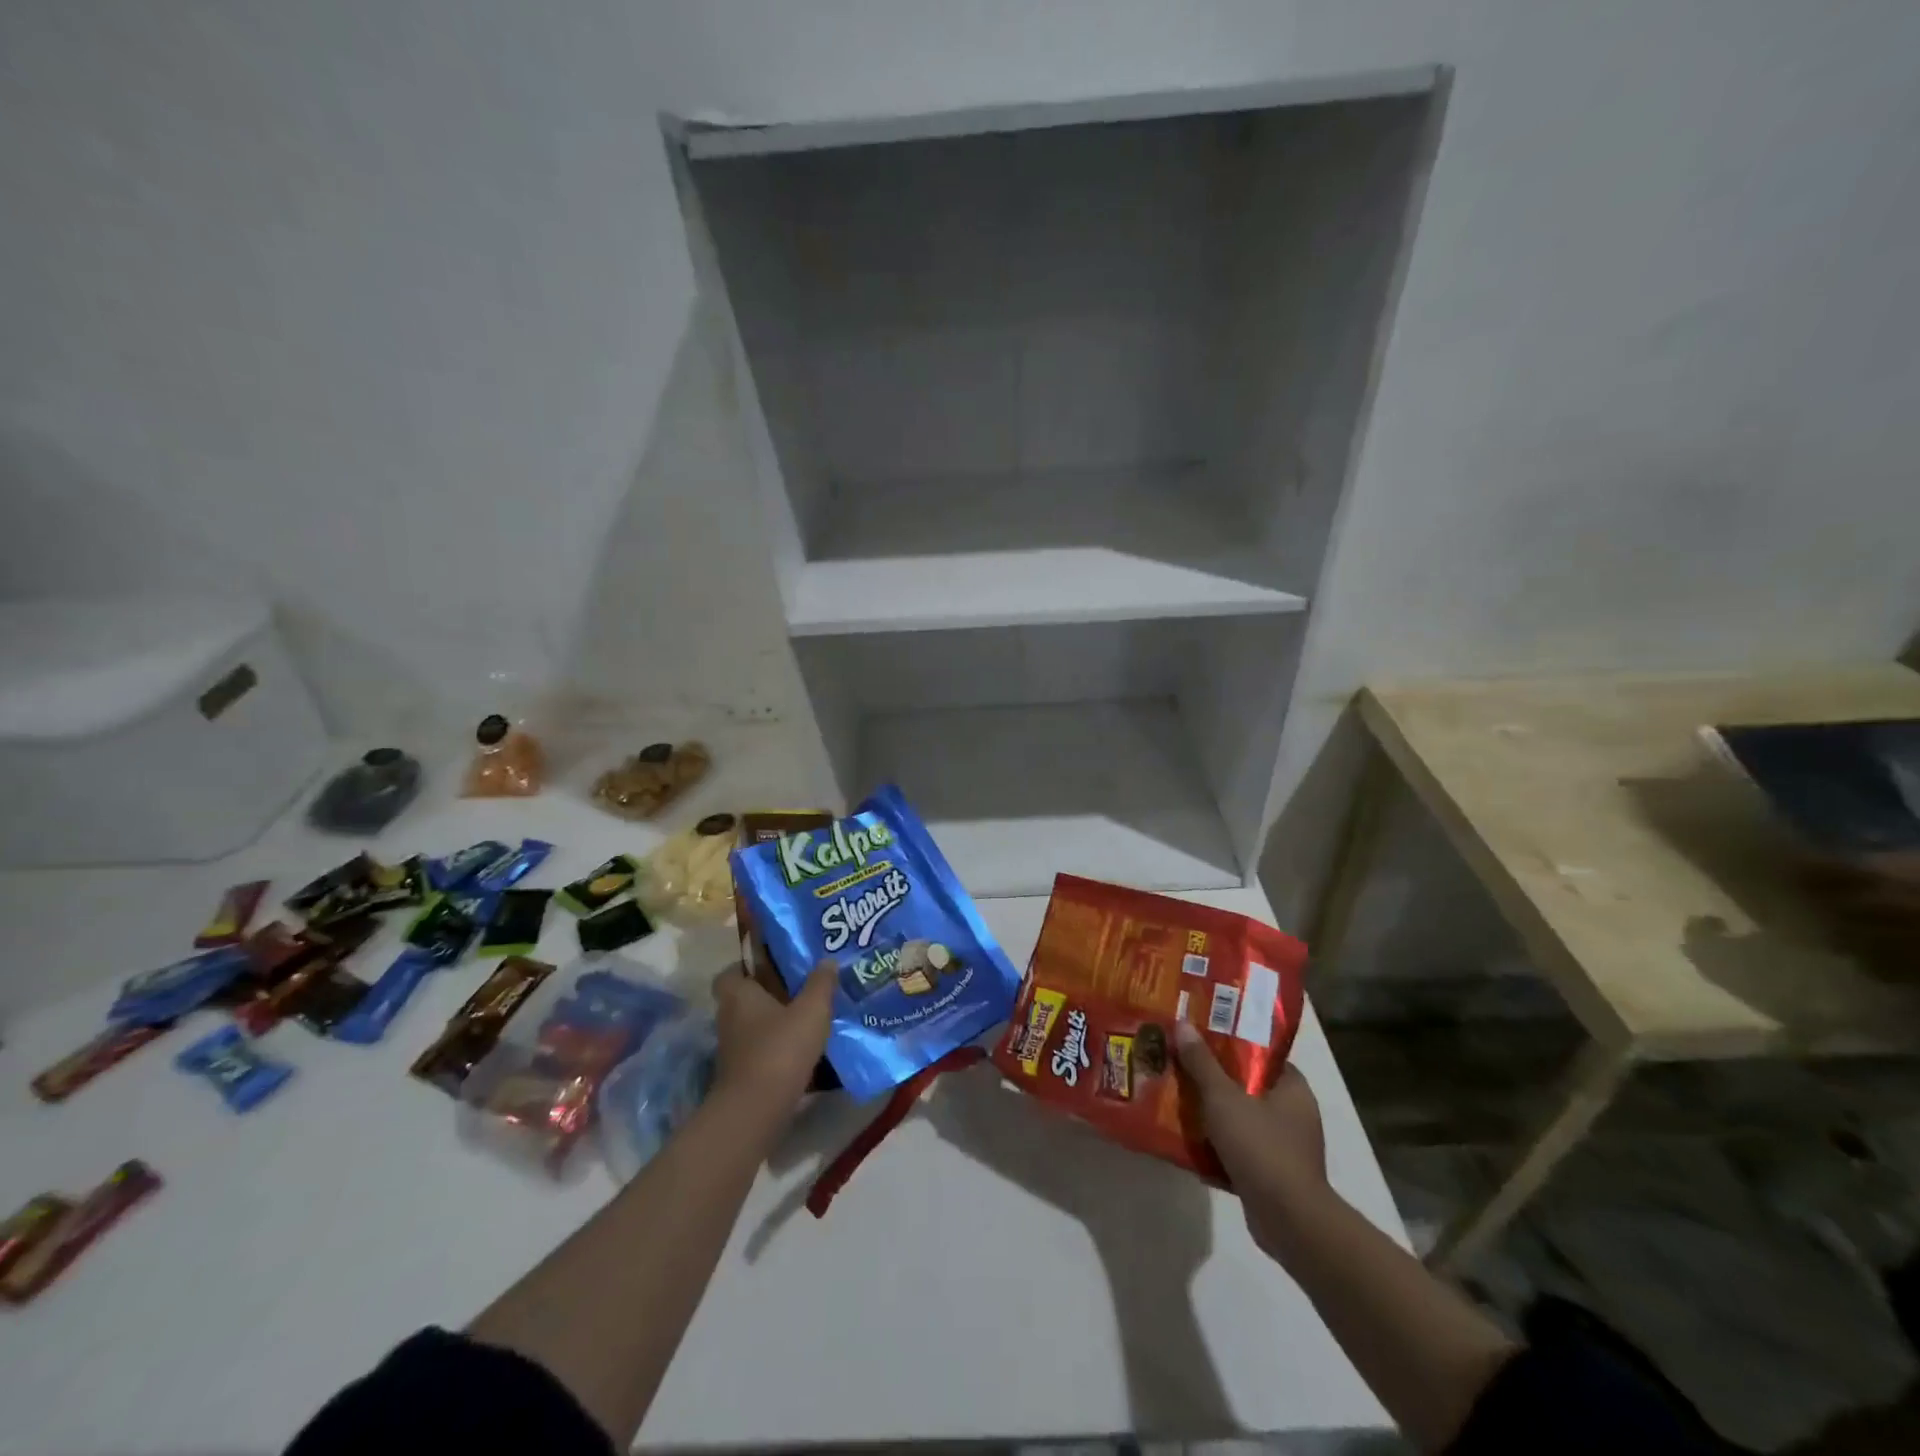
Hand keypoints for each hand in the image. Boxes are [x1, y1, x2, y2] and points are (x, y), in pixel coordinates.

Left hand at [713, 961, 835, 1113]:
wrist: (757, 1110)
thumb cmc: (781, 1048)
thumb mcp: (812, 1010)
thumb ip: (821, 984)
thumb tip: (827, 960)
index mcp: (739, 995)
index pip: (730, 973)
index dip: (746, 967)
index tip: (772, 967)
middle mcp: (729, 1019)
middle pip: (743, 1000)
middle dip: (767, 995)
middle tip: (797, 990)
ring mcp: (732, 1050)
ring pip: (751, 1027)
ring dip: (773, 1024)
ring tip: (805, 1019)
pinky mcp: (742, 1075)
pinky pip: (759, 1051)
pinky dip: (776, 1049)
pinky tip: (802, 1050)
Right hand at [1174, 1021, 1326, 1258]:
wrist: (1289, 1222)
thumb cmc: (1261, 1147)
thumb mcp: (1224, 1098)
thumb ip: (1202, 1062)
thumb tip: (1183, 1023)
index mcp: (1293, 1088)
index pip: (1261, 1055)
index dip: (1231, 1043)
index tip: (1201, 1037)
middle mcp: (1294, 1114)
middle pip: (1247, 1086)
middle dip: (1214, 1079)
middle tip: (1181, 1065)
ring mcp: (1285, 1147)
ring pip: (1241, 1118)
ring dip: (1213, 1114)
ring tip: (1177, 1099)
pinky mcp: (1273, 1175)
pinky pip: (1239, 1149)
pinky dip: (1217, 1145)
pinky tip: (1189, 1141)